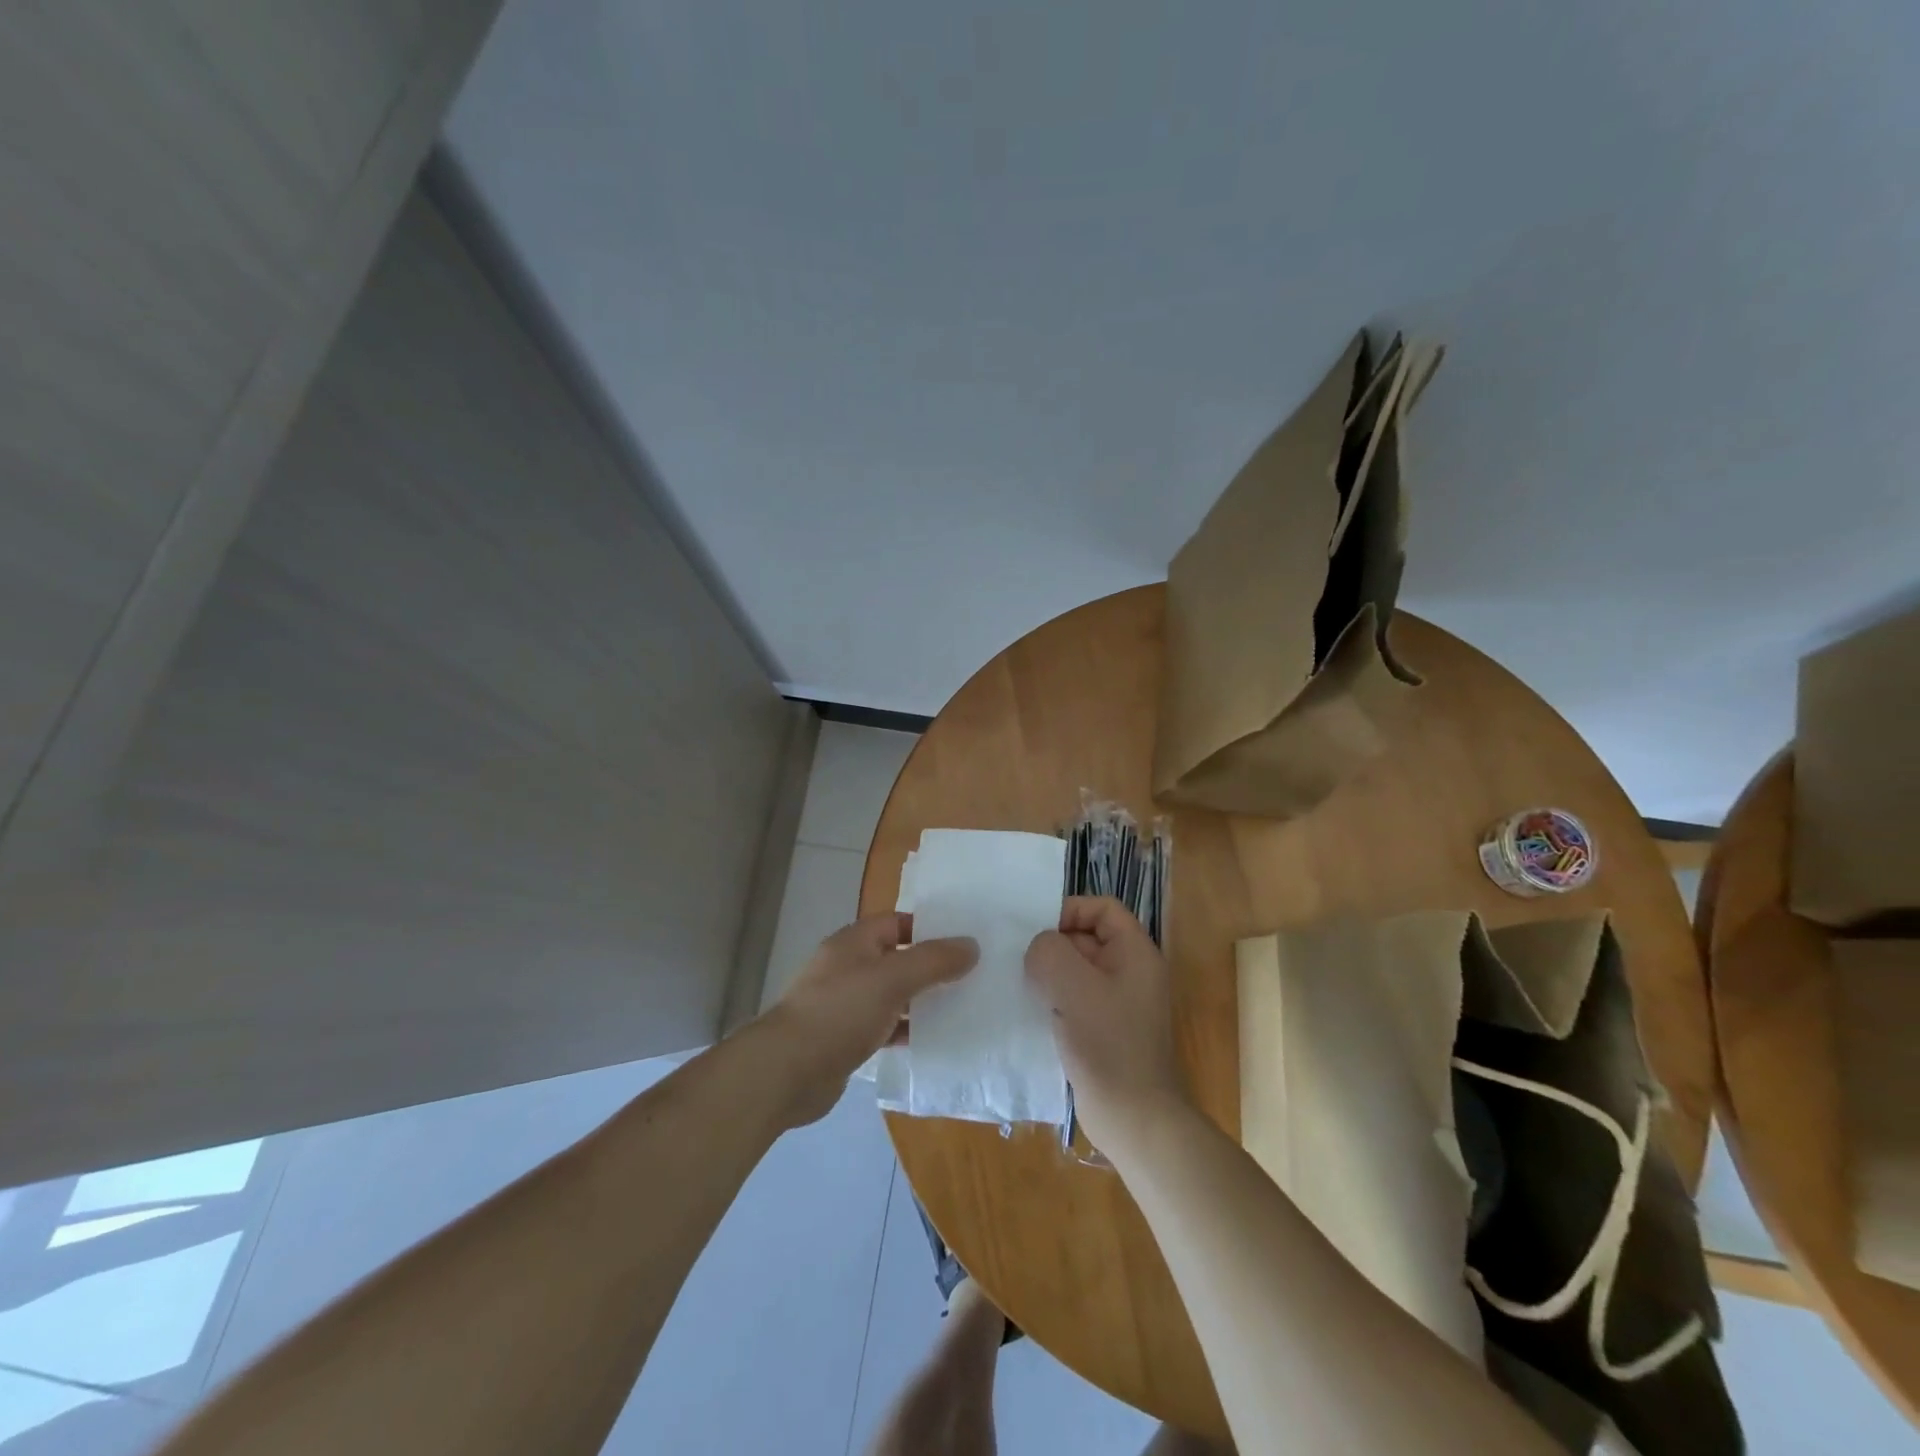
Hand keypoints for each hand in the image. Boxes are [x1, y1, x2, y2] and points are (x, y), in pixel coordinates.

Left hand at [760, 913, 976, 1126]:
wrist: (787, 1071)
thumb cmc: (840, 1011)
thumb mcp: (893, 978)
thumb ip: (934, 961)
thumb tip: (972, 945)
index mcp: (854, 942)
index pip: (897, 922)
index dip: (928, 928)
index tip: (963, 942)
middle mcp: (848, 967)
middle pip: (896, 958)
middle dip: (930, 967)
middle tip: (971, 976)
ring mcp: (845, 1004)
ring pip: (892, 995)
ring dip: (921, 1001)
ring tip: (961, 1008)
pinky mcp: (845, 1039)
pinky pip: (883, 1027)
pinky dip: (905, 1031)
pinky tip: (933, 1041)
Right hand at [1025, 896, 1187, 1152]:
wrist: (1134, 1119)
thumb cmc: (1108, 1044)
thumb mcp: (1073, 986)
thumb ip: (1049, 951)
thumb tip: (1039, 949)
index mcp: (1135, 953)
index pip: (1103, 908)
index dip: (1070, 909)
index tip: (1037, 929)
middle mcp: (1131, 972)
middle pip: (1087, 937)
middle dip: (1053, 943)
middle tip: (1018, 957)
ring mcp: (1118, 1004)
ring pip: (1077, 970)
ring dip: (1049, 973)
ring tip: (1019, 982)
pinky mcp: (1104, 1030)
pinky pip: (1075, 999)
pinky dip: (1053, 999)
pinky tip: (1028, 1010)